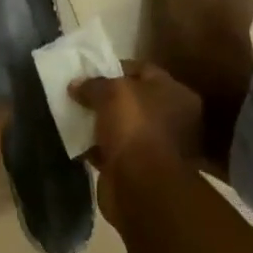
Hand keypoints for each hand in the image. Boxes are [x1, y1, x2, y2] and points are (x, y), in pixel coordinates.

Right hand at [70, 62, 205, 217]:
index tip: (89, 70)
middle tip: (80, 93)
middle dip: (107, 98)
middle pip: (134, 100)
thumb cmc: (134, 126)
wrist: (140, 184)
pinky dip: (98, 147)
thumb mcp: (110, 92)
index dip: (115, 67)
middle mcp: (175, 119)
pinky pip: (115, 150)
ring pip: (124, 126)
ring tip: (74, 115)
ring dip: (102, 123)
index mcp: (177, 94)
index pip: (144, 70)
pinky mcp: (141, 169)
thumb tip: (76, 85)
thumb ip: (93, 84)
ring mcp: (159, 147)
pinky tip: (77, 141)